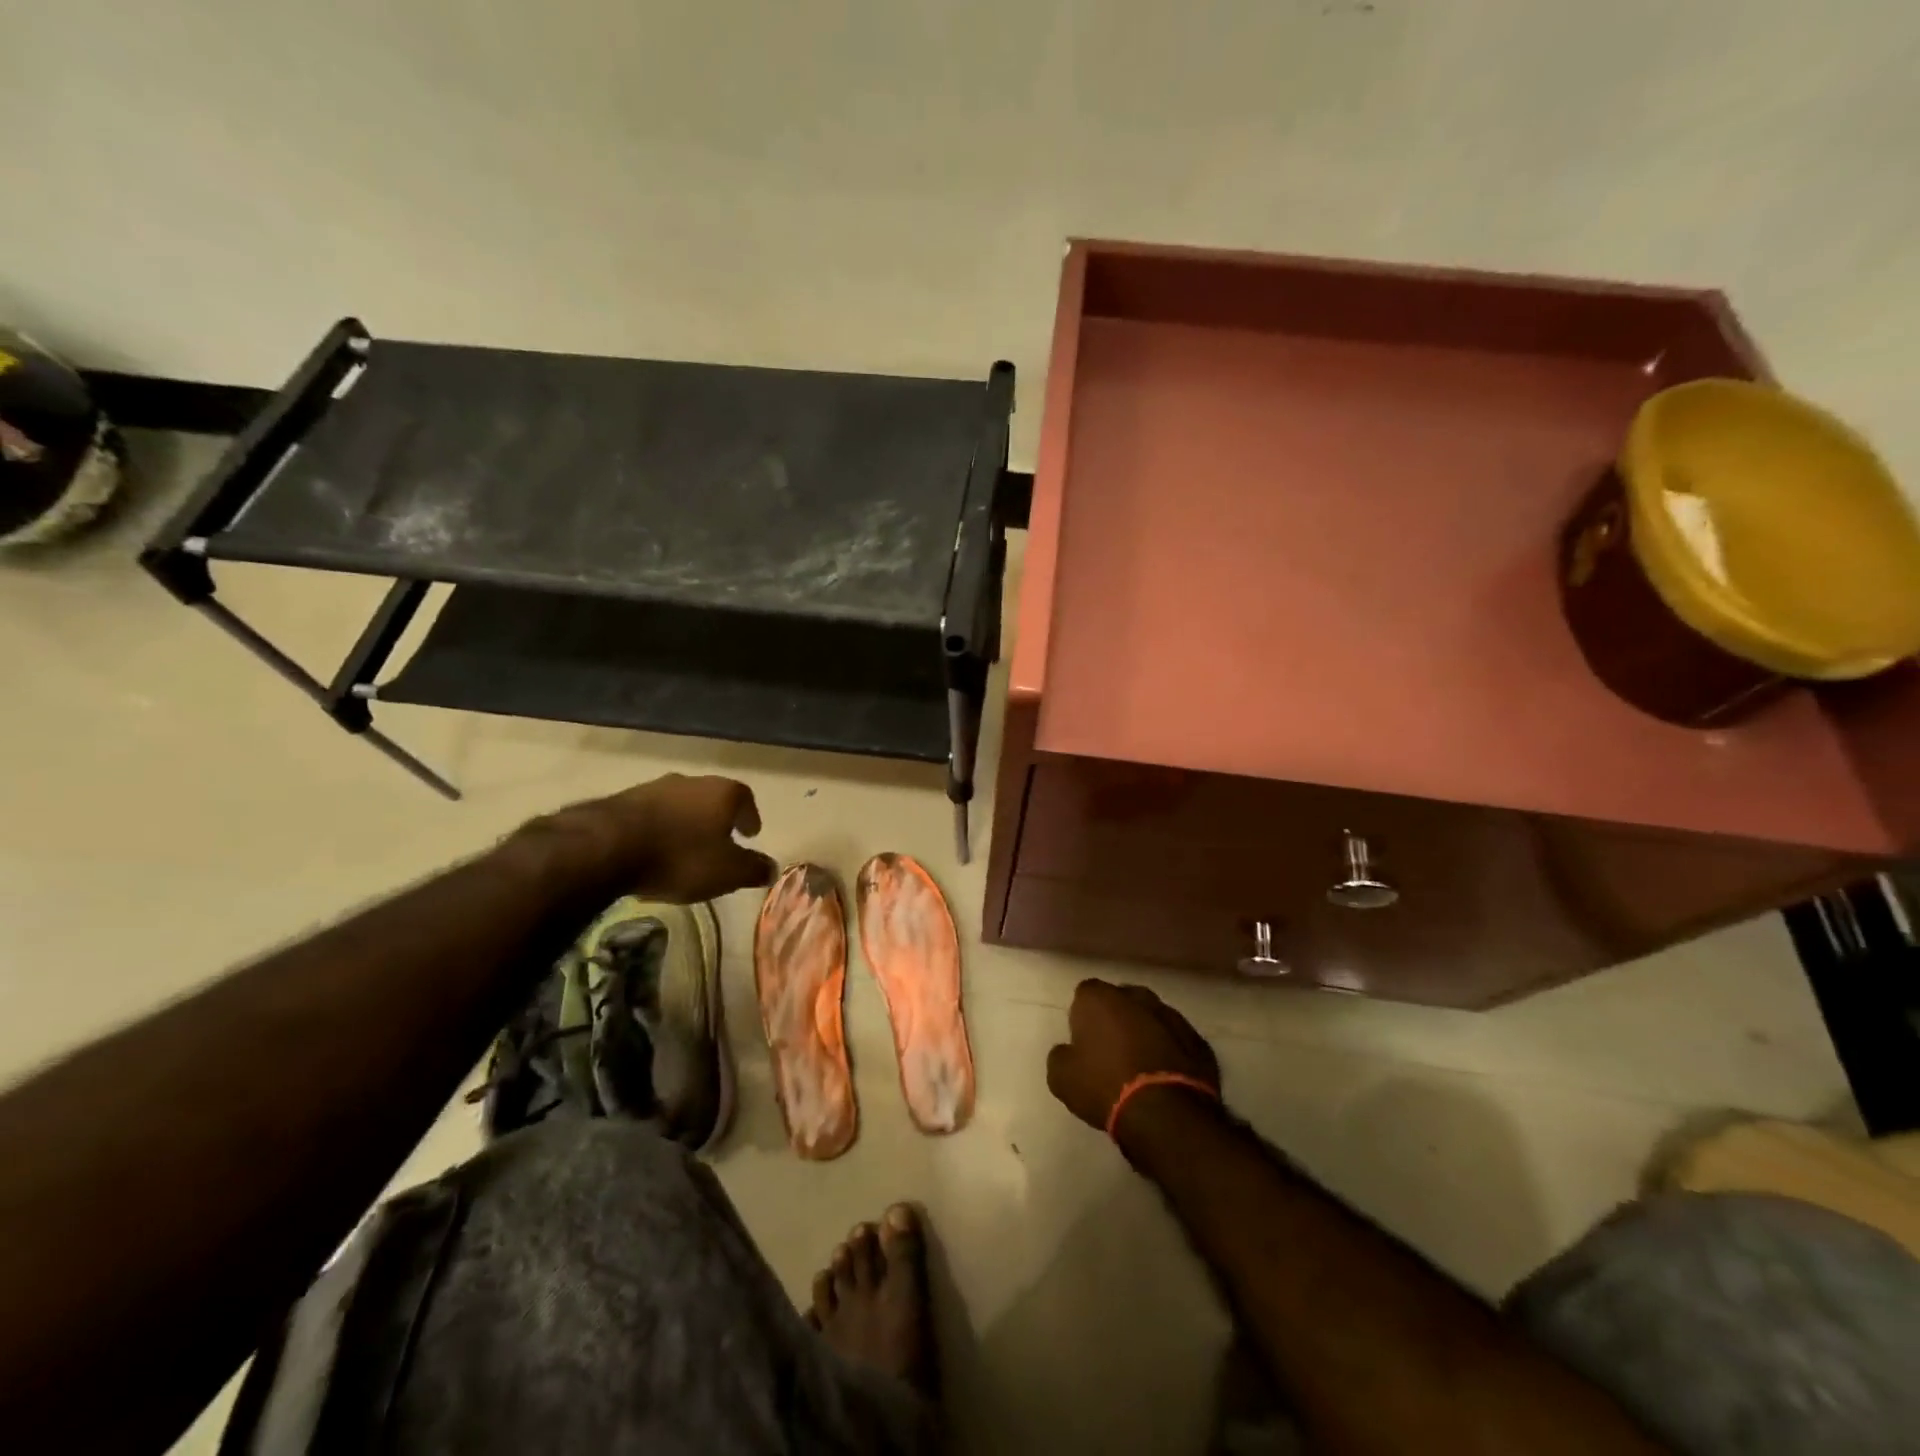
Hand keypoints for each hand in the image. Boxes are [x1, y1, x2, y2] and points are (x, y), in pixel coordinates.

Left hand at [523, 775, 777, 903]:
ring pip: (679, 805)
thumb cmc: (681, 857)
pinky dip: (658, 830)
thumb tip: (771, 869)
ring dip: (685, 823)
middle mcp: (691, 782)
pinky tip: (653, 851)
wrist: (608, 847)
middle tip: (720, 841)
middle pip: (711, 798)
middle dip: (717, 819)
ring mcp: (654, 788)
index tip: (750, 833)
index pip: (745, 798)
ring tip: (684, 848)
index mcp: (722, 792)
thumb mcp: (727, 872)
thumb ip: (753, 869)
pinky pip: (651, 815)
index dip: (749, 816)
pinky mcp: (622, 801)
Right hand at [1046, 979, 1220, 1134]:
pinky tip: (1165, 1077)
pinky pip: (1177, 1040)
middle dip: (1116, 1018)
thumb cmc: (1105, 1087)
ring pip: (1152, 1017)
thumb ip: (1060, 1055)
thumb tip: (1068, 1051)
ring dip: (1145, 1033)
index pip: (1085, 993)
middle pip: (1121, 1000)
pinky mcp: (1198, 1040)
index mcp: (1100, 998)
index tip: (1083, 1041)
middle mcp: (1137, 996)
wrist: (1167, 1114)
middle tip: (1110, 1051)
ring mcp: (1172, 1016)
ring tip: (1140, 1066)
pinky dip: (1170, 1051)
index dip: (1082, 1016)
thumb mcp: (1062, 1078)